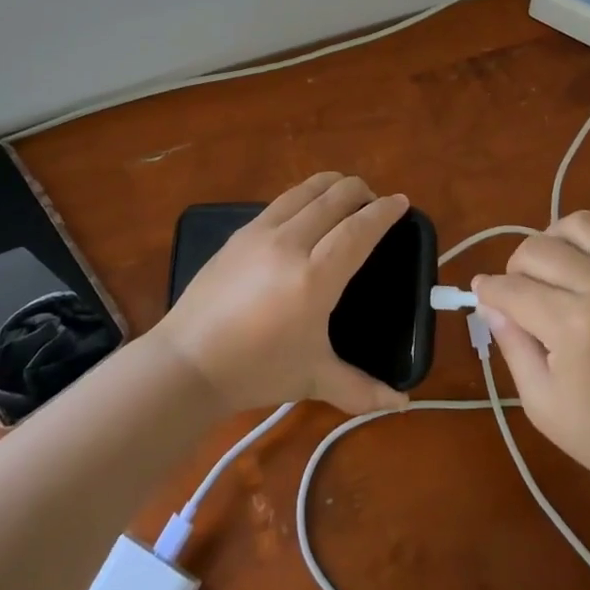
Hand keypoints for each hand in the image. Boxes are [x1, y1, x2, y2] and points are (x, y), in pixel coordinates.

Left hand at [154, 172, 411, 415]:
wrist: (188, 362)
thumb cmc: (257, 370)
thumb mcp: (314, 378)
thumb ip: (362, 389)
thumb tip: (402, 403)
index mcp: (315, 277)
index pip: (359, 229)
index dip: (384, 212)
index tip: (401, 202)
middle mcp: (291, 243)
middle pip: (335, 197)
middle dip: (361, 192)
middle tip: (374, 202)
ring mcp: (261, 232)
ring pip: (306, 190)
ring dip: (332, 185)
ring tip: (345, 196)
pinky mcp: (240, 232)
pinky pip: (281, 200)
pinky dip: (305, 195)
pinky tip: (307, 210)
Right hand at [473, 206, 589, 503]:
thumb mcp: (540, 403)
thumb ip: (512, 343)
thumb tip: (490, 302)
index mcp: (572, 325)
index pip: (511, 288)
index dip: (488, 293)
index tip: (483, 300)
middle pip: (540, 248)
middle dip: (515, 268)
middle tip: (518, 296)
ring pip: (586, 224)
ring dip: (559, 237)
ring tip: (555, 266)